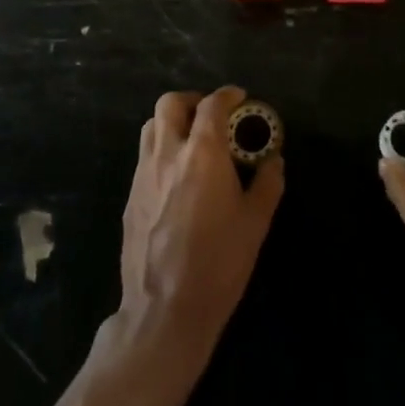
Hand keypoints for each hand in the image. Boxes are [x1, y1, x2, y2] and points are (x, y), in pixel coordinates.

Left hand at [117, 86, 283, 365]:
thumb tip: (274, 161)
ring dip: (172, 122)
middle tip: (211, 116)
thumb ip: (268, 184)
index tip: (240, 99)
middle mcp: (167, 154)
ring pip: (151, 127)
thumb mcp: (256, 223)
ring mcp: (143, 174)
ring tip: (192, 141)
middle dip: (192, 101)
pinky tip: (176, 178)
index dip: (227, 95)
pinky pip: (144, 157)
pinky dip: (161, 151)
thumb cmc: (219, 263)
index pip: (211, 105)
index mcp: (202, 153)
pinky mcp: (130, 197)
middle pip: (170, 104)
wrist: (165, 309)